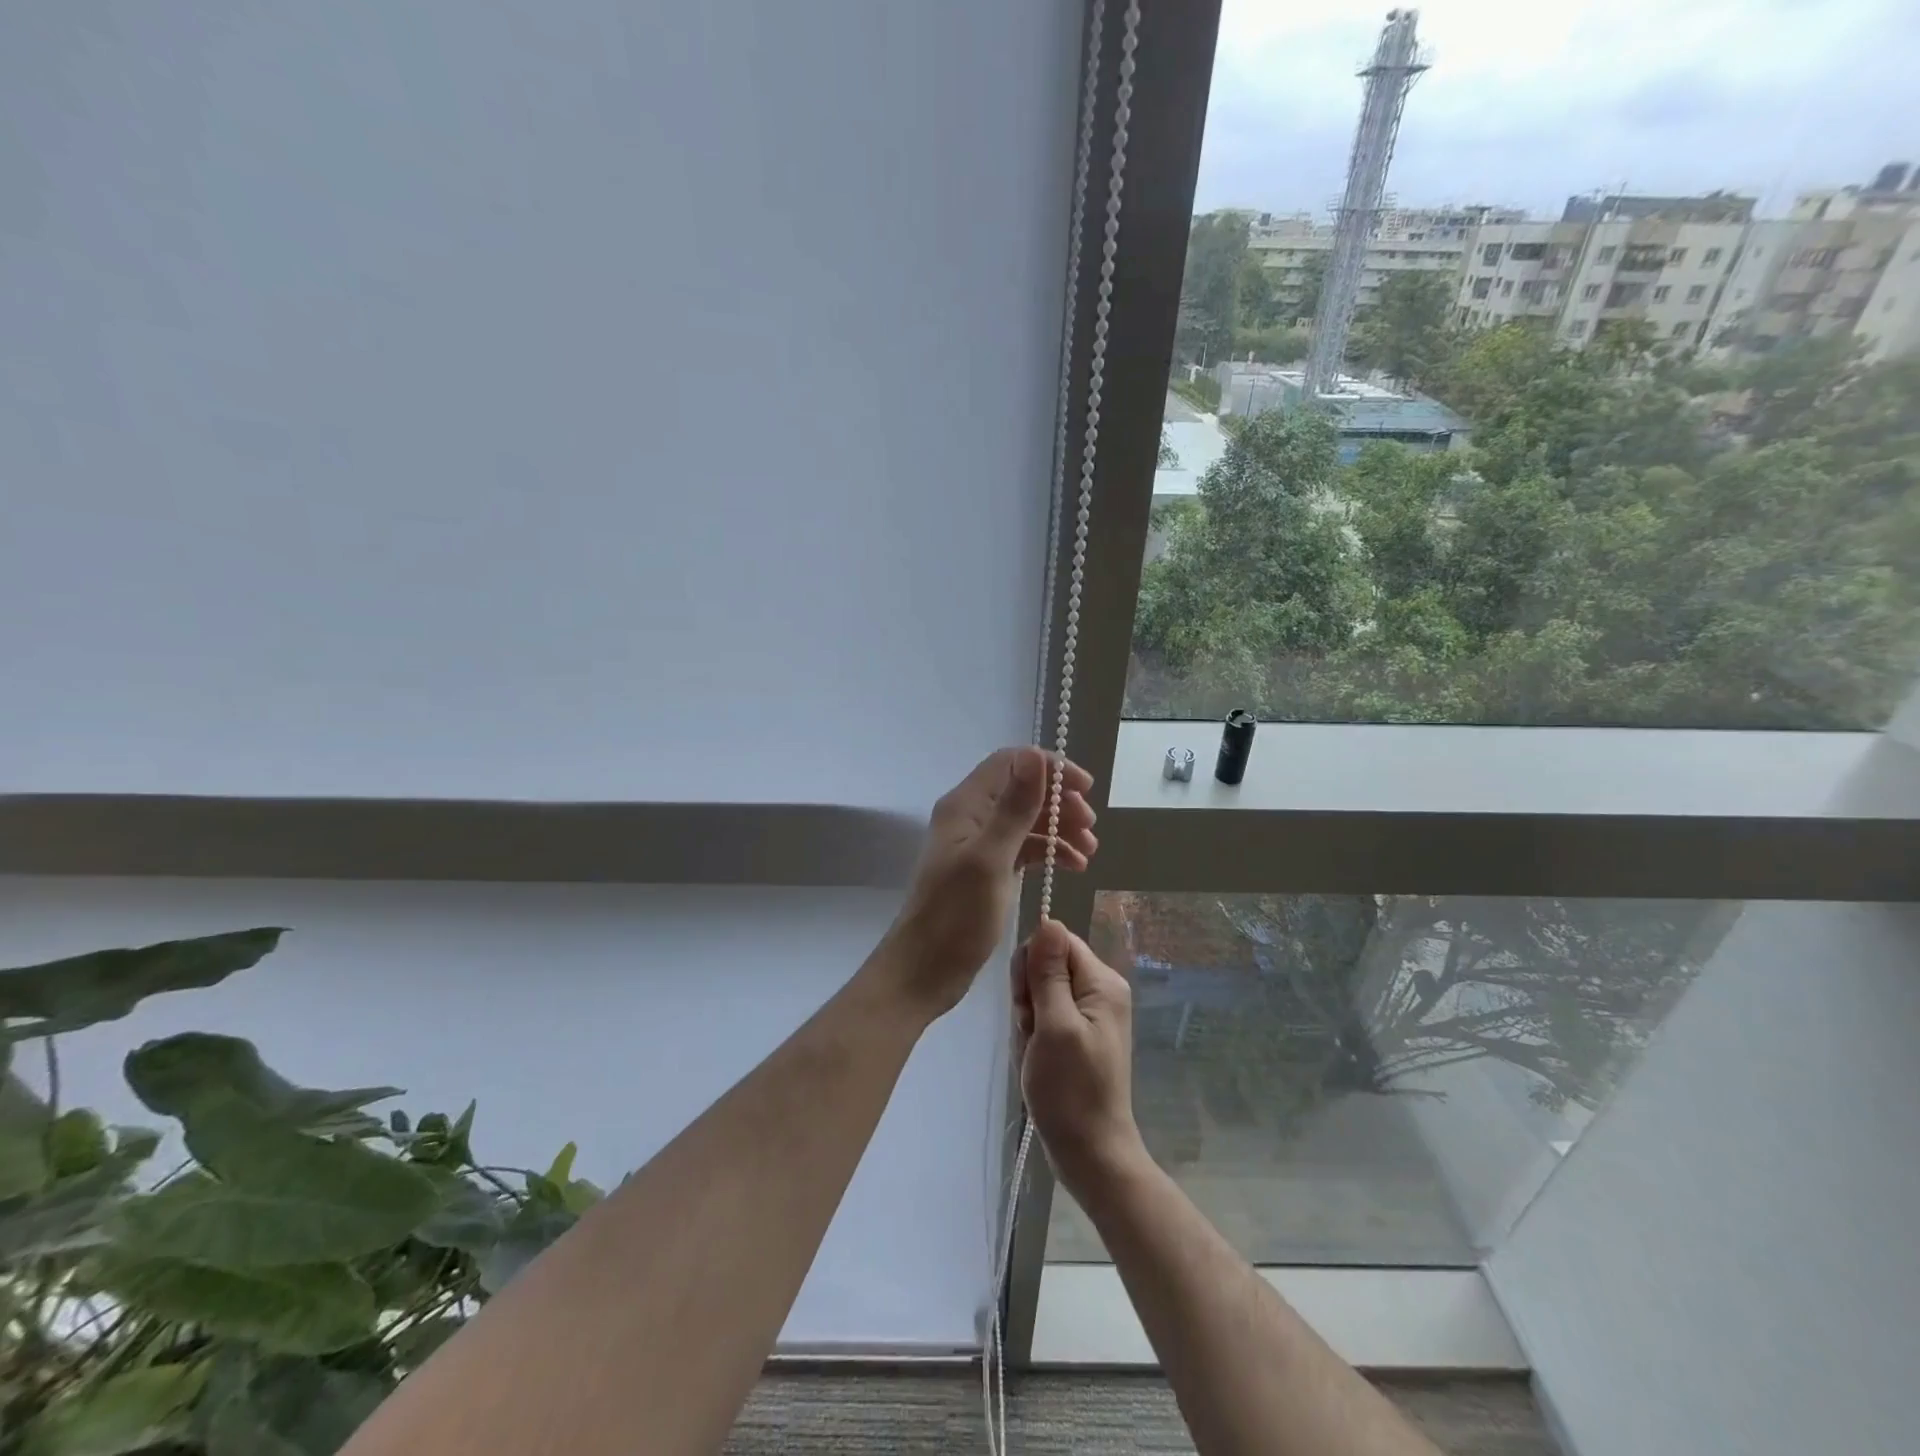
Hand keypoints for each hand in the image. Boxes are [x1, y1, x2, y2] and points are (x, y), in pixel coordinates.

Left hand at [883, 747, 1096, 1020]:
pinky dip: (1049, 852)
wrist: (925, 971)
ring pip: (1026, 821)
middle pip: (1022, 790)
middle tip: (1090, 826)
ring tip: (1089, 851)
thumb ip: (1014, 807)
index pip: (1011, 763)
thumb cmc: (956, 916)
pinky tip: (1073, 867)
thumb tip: (1034, 755)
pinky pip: (1023, 848)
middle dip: (1060, 802)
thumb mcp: (991, 859)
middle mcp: (971, 817)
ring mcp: (978, 844)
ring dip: (1059, 828)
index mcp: (966, 805)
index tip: (1085, 789)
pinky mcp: (986, 870)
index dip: (1050, 769)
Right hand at [1012, 919, 1146, 1198]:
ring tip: (1035, 1052)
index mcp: (1102, 982)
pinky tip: (1036, 1061)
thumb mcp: (1055, 1025)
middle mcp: (1099, 991)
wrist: (1090, 1154)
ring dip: (1027, 1021)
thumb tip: (1048, 919)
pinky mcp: (1077, 1034)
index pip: (1056, 943)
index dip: (1033, 966)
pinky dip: (1032, 1036)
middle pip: (1047, 966)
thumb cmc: (1071, 1091)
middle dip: (1028, 997)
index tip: (1027, 1003)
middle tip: (1032, 1033)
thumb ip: (1049, 972)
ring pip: (1039, 993)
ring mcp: (1089, 1015)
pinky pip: (1043, 1017)